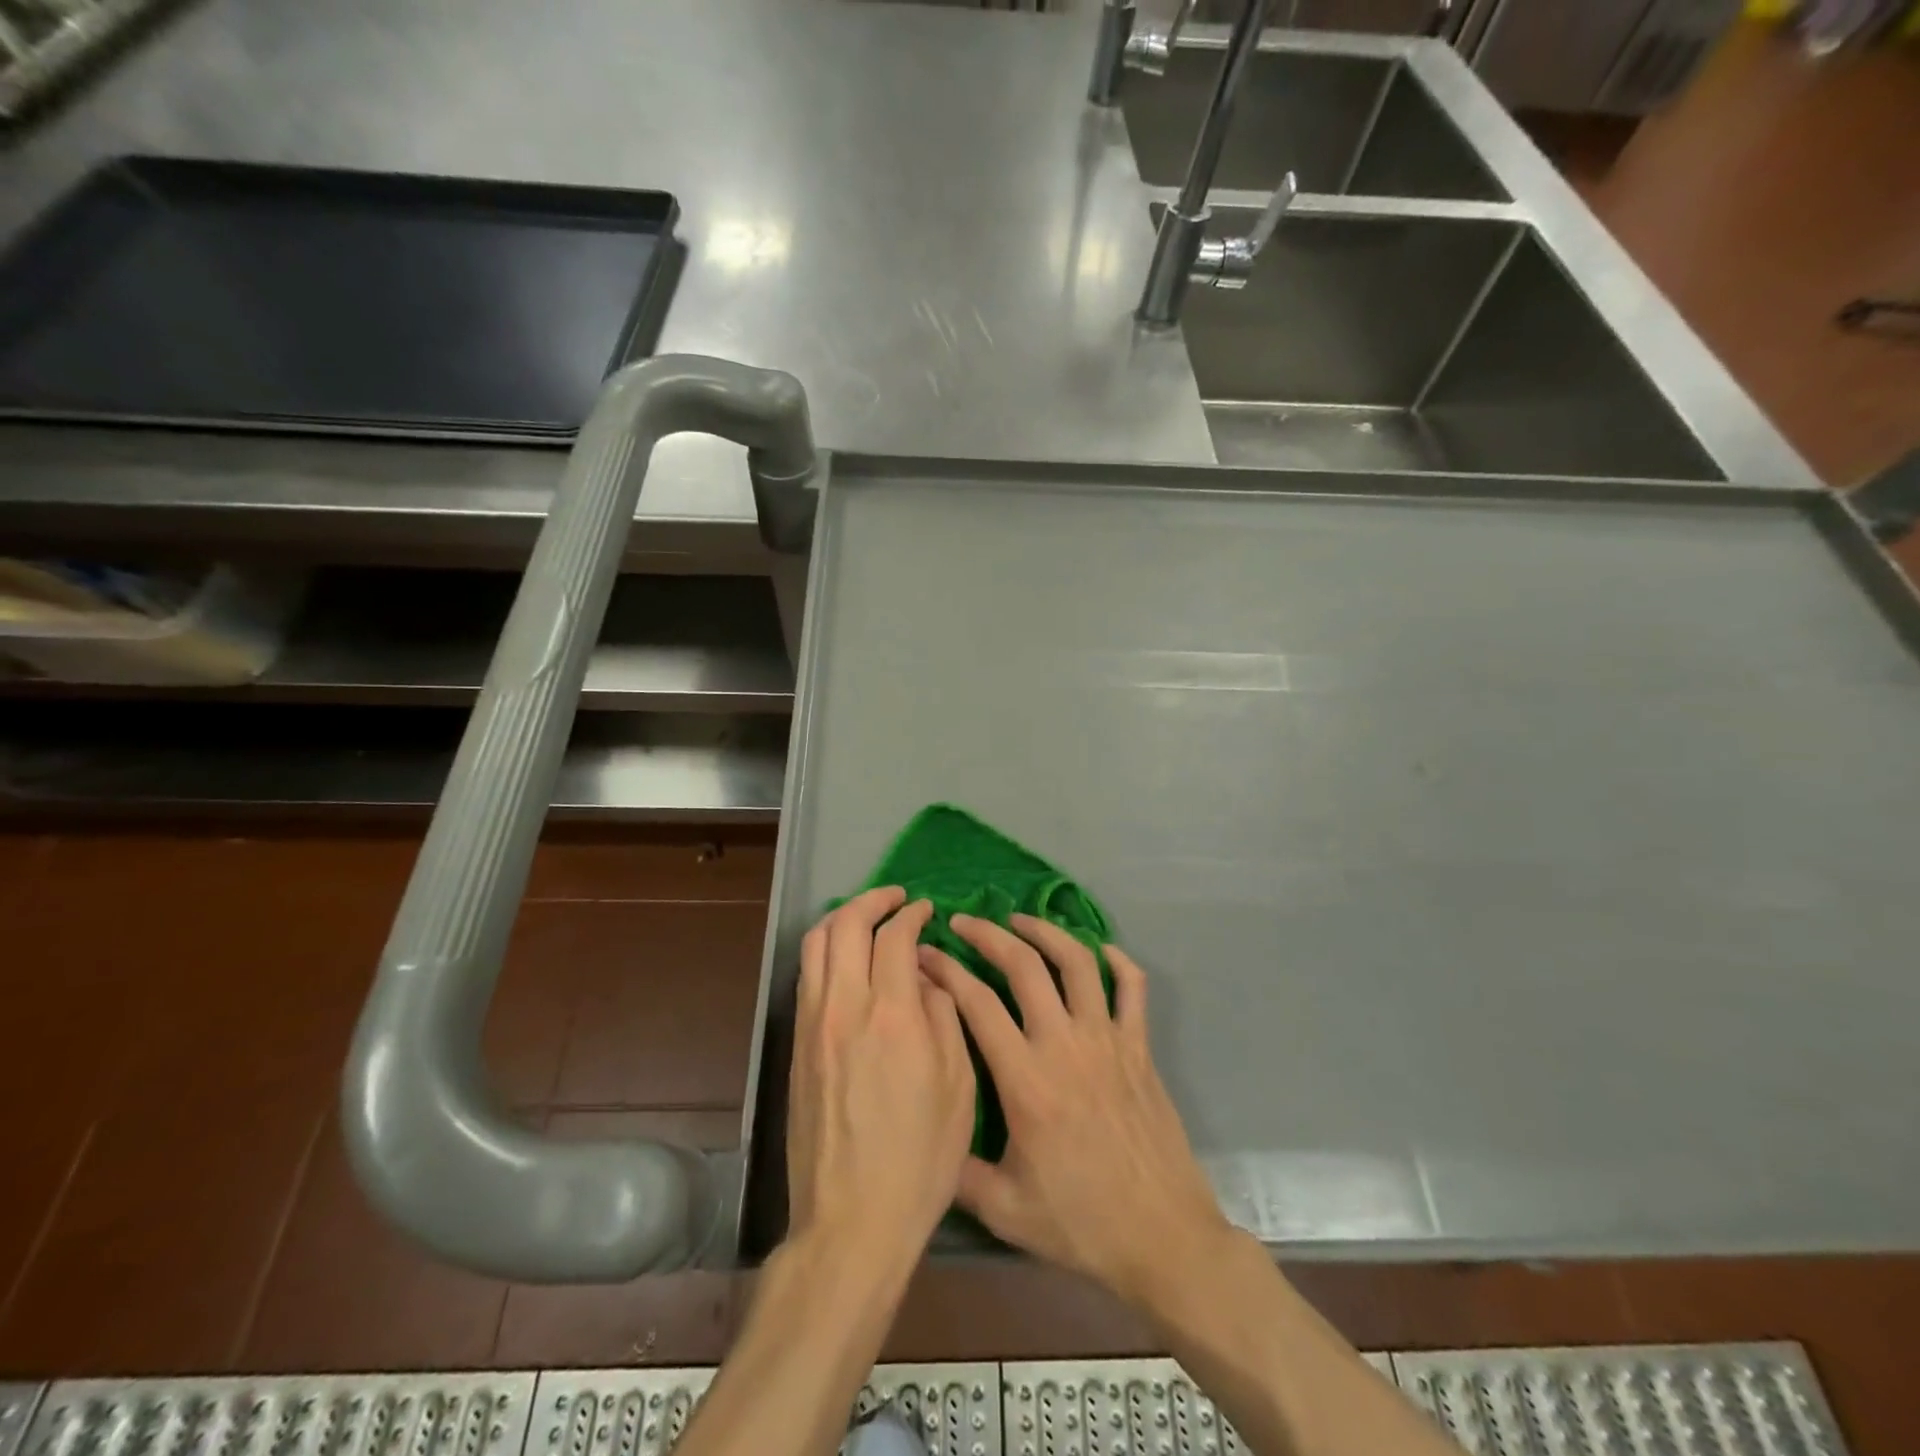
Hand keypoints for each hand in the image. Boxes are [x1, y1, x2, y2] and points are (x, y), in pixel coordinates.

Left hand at [786, 888, 977, 1269]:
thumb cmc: (920, 1157)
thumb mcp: (958, 1085)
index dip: (911, 914)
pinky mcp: (796, 1046)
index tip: (925, 911)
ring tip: (866, 920)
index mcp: (891, 1015)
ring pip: (815, 945)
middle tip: (895, 900)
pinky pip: (806, 977)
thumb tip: (925, 975)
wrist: (852, 1220)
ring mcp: (812, 1025)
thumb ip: (943, 1015)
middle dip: (872, 901)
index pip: (894, 936)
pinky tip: (846, 964)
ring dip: (841, 920)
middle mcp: (843, 1007)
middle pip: (845, 925)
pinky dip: (825, 953)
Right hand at [919, 914, 1231, 1308]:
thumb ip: (958, 1171)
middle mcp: (1065, 1044)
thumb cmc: (1082, 1223)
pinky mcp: (1141, 1047)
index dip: (946, 971)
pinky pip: (1133, 987)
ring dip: (1046, 931)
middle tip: (964, 922)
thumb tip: (926, 1137)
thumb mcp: (1005, 1211)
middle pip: (1024, 966)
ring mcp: (1108, 1040)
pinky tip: (1100, 950)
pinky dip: (1117, 960)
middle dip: (988, 935)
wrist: (1163, 1238)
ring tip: (1020, 920)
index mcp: (1026, 1080)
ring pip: (1077, 962)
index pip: (977, 1004)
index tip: (925, 953)